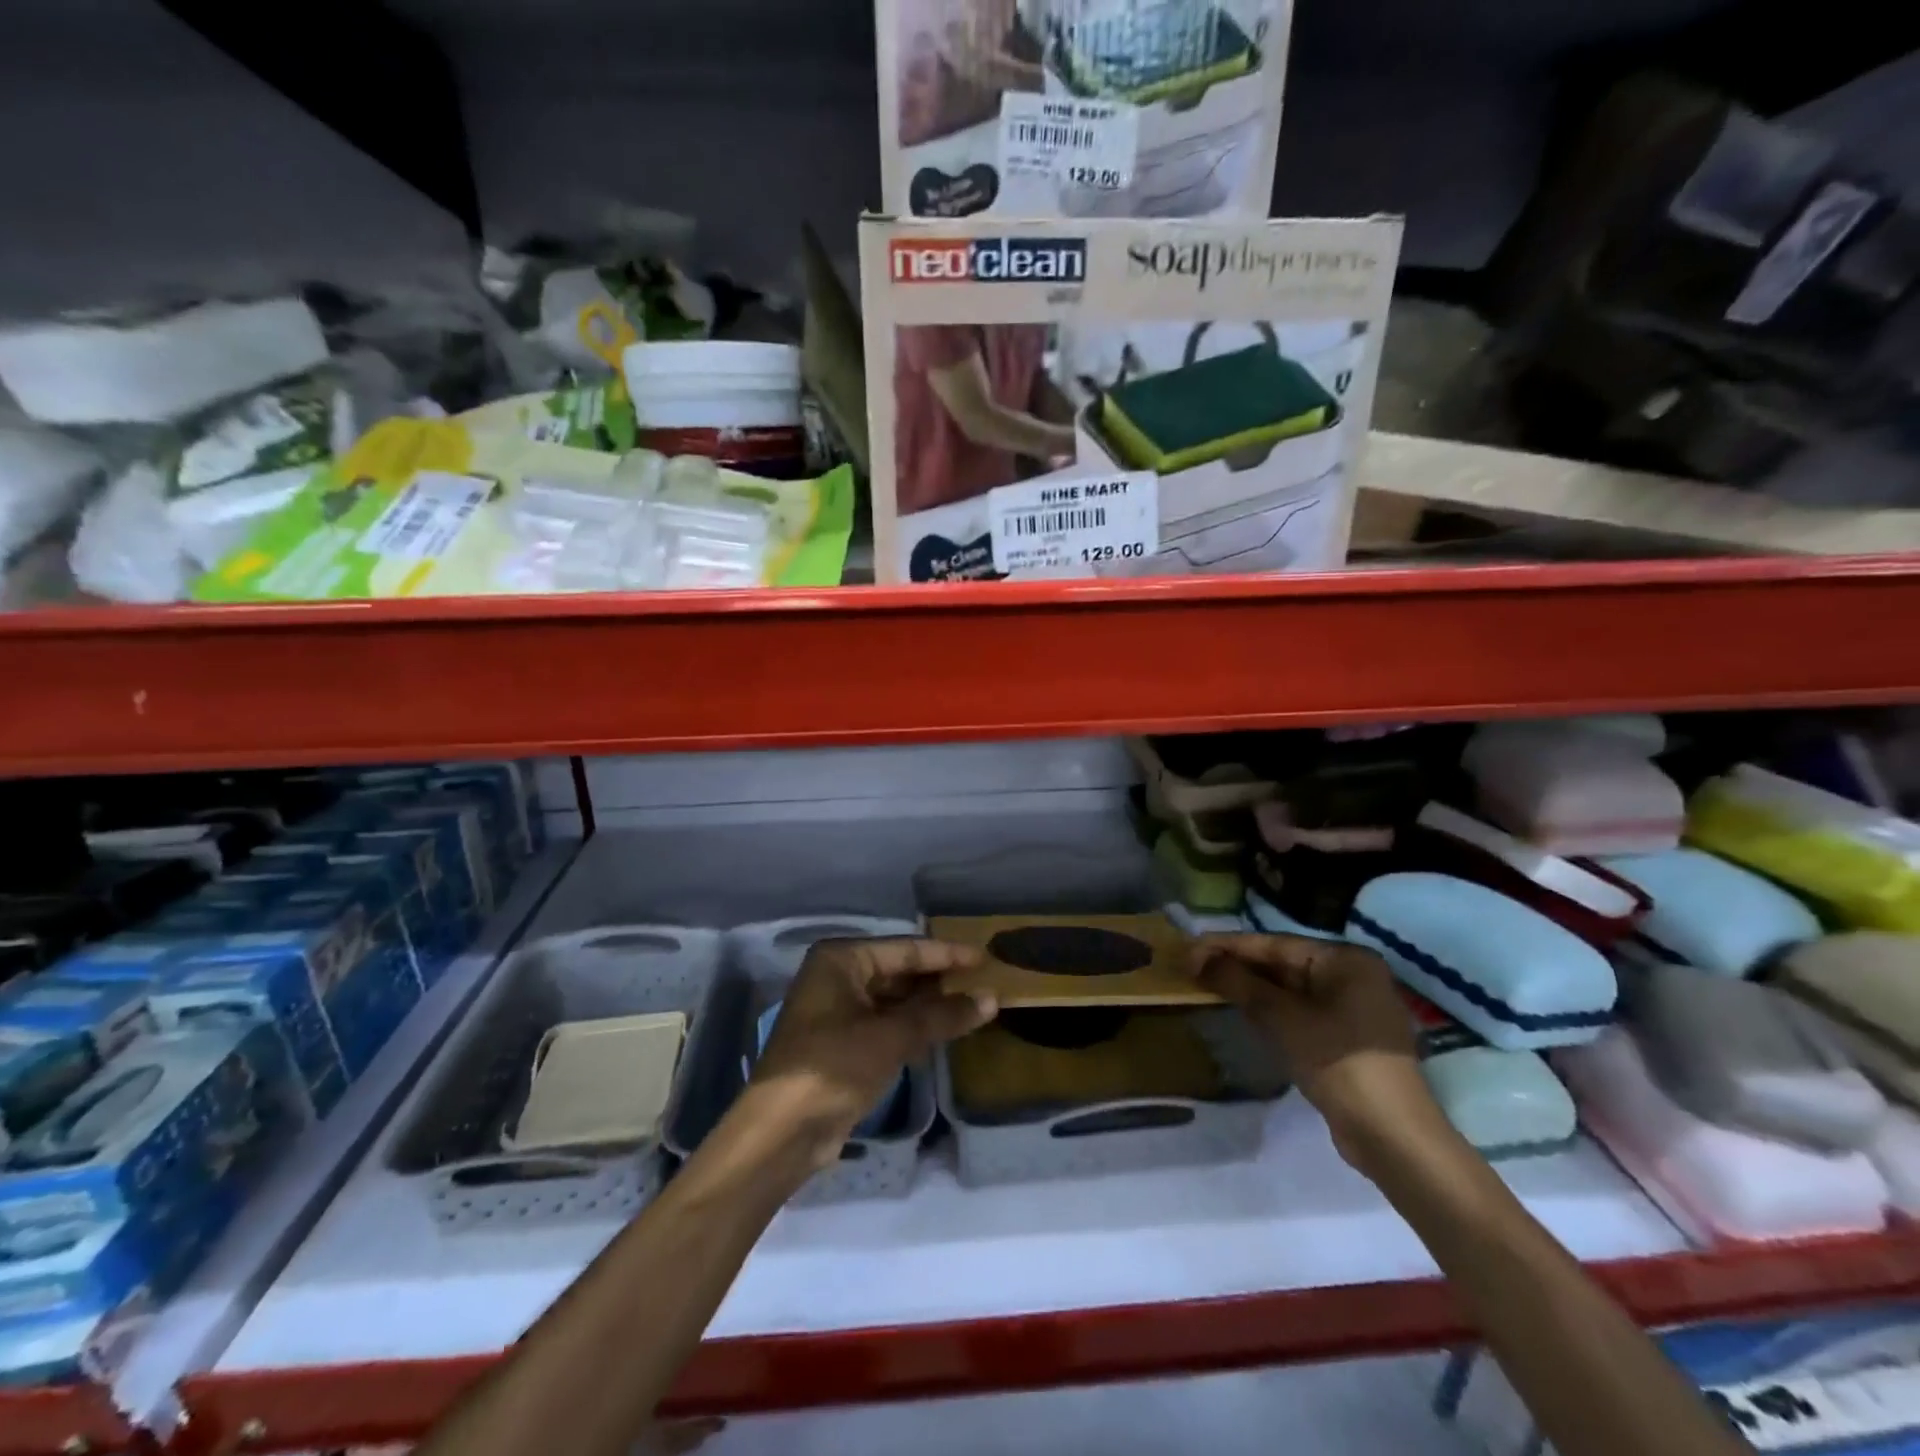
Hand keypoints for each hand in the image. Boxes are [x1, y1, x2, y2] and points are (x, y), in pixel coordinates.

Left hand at [751, 938, 995, 1161]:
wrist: (781, 1133)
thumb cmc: (833, 1067)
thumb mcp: (892, 1037)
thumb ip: (942, 1015)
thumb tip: (991, 999)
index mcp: (841, 959)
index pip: (905, 949)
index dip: (947, 954)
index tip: (985, 958)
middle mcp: (836, 976)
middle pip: (899, 971)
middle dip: (938, 980)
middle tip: (982, 982)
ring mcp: (837, 1011)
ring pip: (894, 999)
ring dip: (928, 1005)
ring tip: (971, 1005)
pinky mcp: (841, 1043)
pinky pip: (886, 1023)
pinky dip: (913, 1026)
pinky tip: (943, 1031)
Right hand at [1188, 934, 1451, 1175]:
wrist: (1392, 1135)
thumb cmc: (1338, 1061)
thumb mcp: (1281, 1018)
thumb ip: (1239, 983)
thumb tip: (1199, 959)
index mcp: (1345, 959)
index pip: (1274, 944)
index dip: (1227, 946)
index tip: (1189, 951)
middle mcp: (1354, 975)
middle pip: (1283, 964)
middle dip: (1239, 967)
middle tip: (1194, 970)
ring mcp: (1355, 1008)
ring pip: (1290, 990)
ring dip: (1252, 989)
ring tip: (1209, 987)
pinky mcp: (1349, 1039)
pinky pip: (1302, 1012)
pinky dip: (1272, 1011)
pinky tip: (1243, 1012)